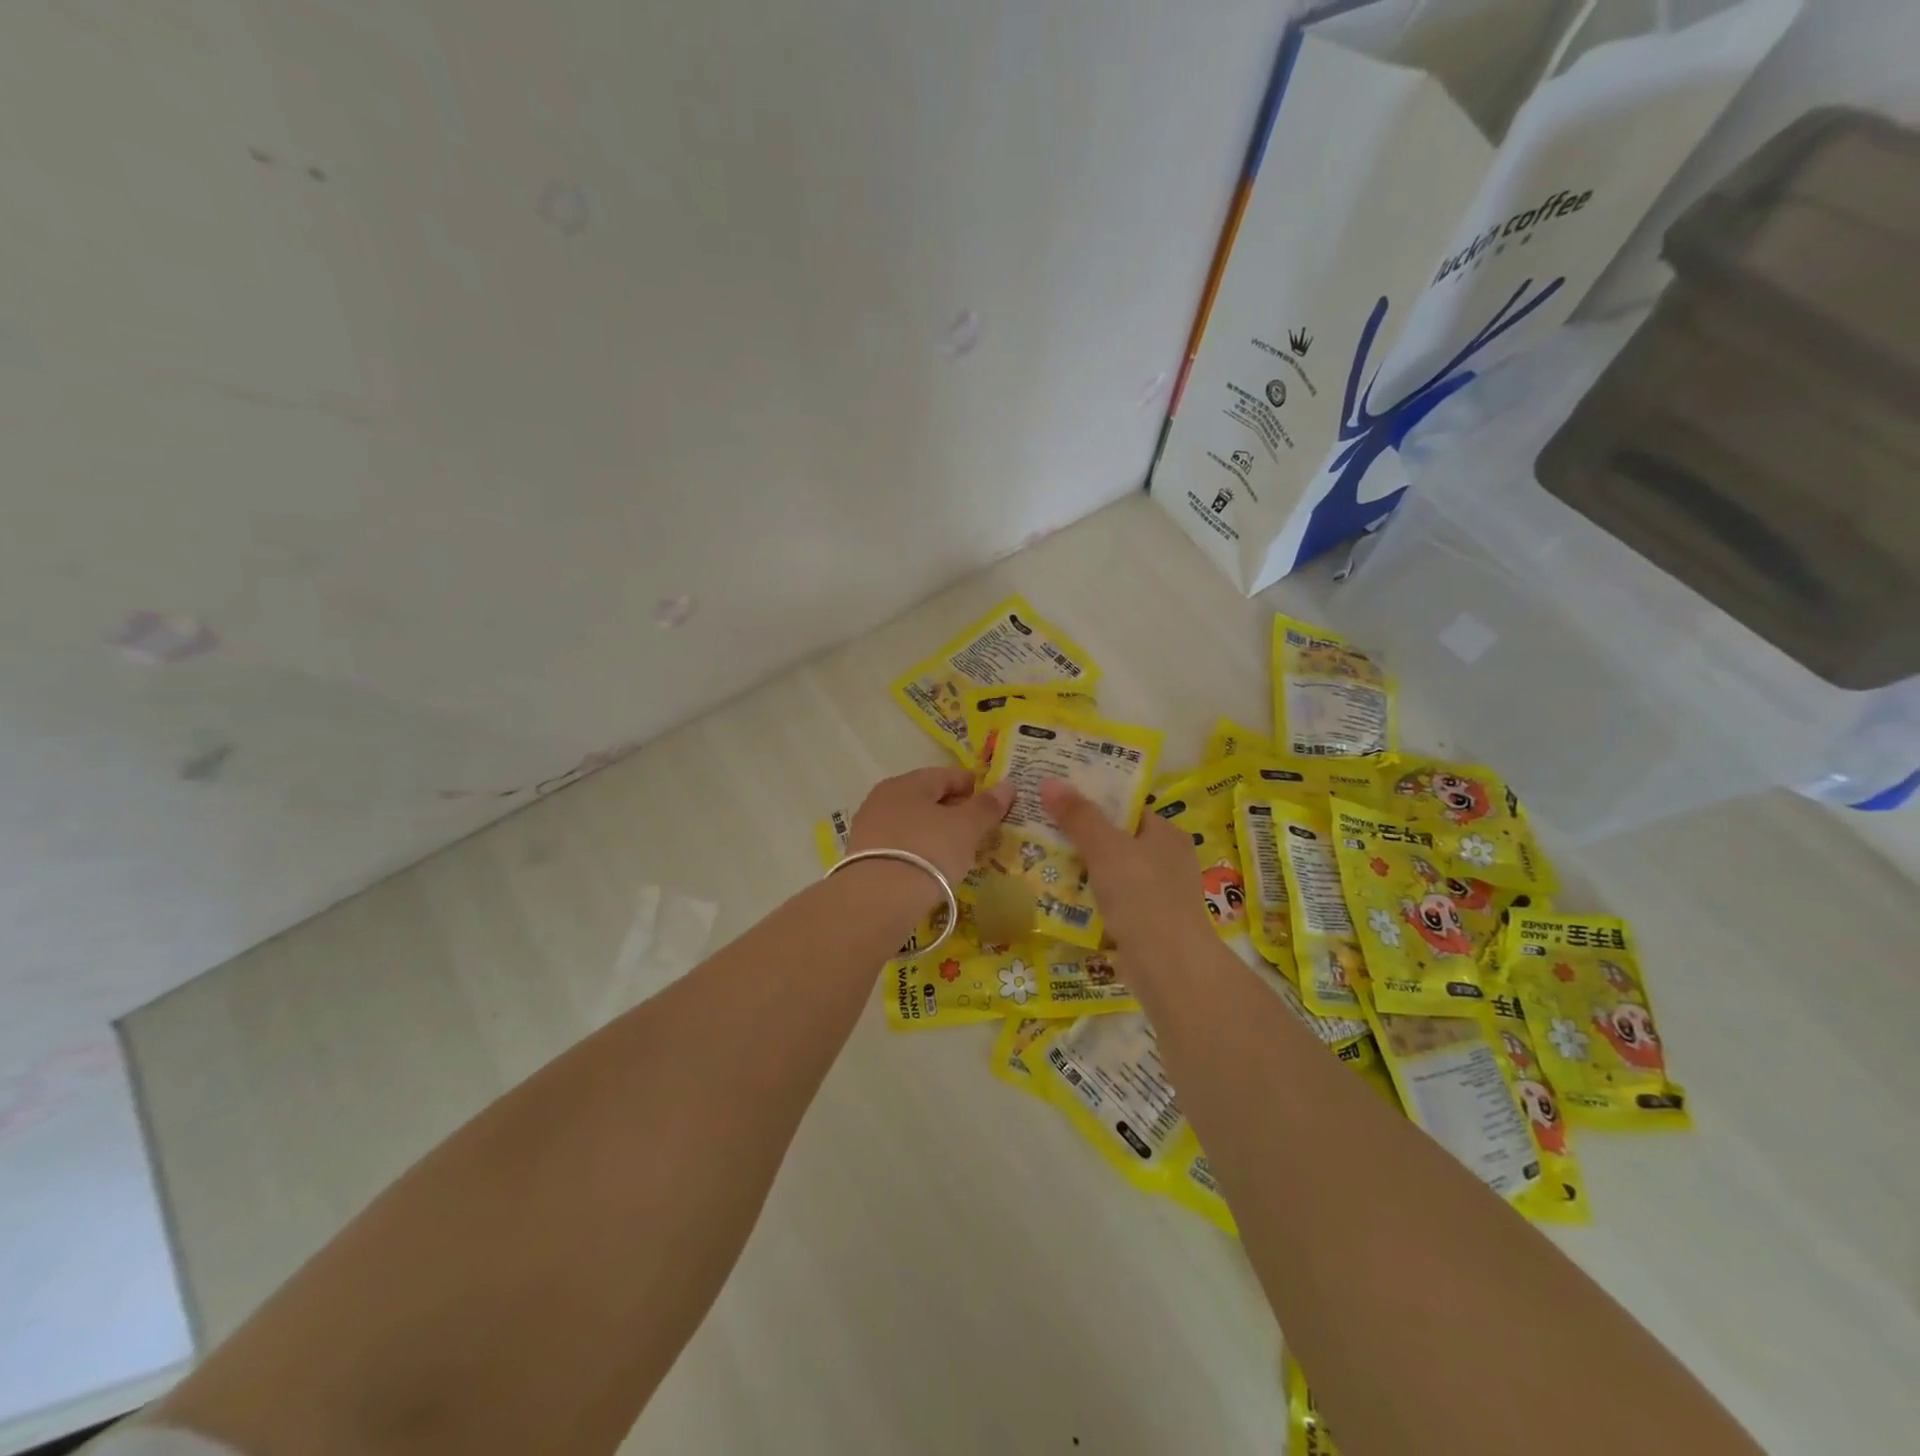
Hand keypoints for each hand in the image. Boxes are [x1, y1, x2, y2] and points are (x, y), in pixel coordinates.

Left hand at [848, 767, 1014, 887]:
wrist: (877, 900)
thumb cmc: (928, 851)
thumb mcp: (966, 828)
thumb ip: (986, 806)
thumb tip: (1007, 785)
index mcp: (907, 783)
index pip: (947, 775)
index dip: (974, 787)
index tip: (994, 805)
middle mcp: (883, 798)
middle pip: (927, 798)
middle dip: (955, 811)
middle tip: (980, 831)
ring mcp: (869, 828)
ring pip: (913, 823)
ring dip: (936, 832)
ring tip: (959, 852)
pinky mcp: (863, 857)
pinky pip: (901, 846)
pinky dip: (919, 851)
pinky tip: (932, 868)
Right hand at [1040, 780, 1215, 963]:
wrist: (1168, 967)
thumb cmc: (1142, 896)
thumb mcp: (1106, 848)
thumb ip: (1079, 816)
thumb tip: (1049, 781)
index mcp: (1166, 834)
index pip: (1127, 806)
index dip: (1094, 798)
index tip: (1058, 794)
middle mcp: (1167, 860)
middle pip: (1116, 838)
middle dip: (1081, 834)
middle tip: (1040, 824)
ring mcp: (1158, 894)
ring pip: (1111, 871)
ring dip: (1081, 867)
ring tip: (1040, 856)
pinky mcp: (1145, 924)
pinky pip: (1110, 900)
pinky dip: (1088, 897)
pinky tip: (1058, 895)